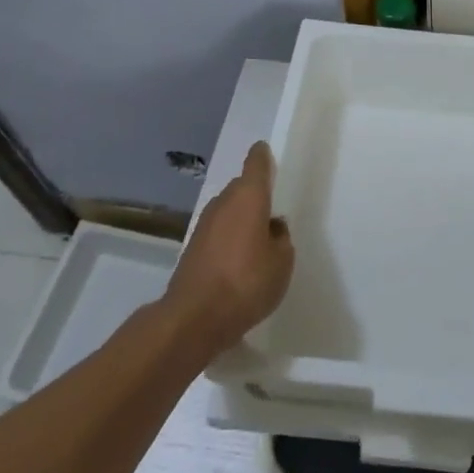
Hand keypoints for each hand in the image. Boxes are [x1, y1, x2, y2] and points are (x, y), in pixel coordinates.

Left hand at [166, 141, 294, 355]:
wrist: (193, 319)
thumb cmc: (246, 282)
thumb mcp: (282, 262)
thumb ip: (281, 238)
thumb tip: (272, 227)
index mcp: (249, 196)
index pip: (256, 163)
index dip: (262, 156)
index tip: (266, 153)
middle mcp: (224, 202)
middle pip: (241, 189)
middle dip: (255, 197)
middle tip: (271, 215)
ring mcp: (204, 225)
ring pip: (228, 212)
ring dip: (241, 221)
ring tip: (257, 245)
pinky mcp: (192, 249)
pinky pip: (217, 234)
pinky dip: (228, 242)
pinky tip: (238, 266)